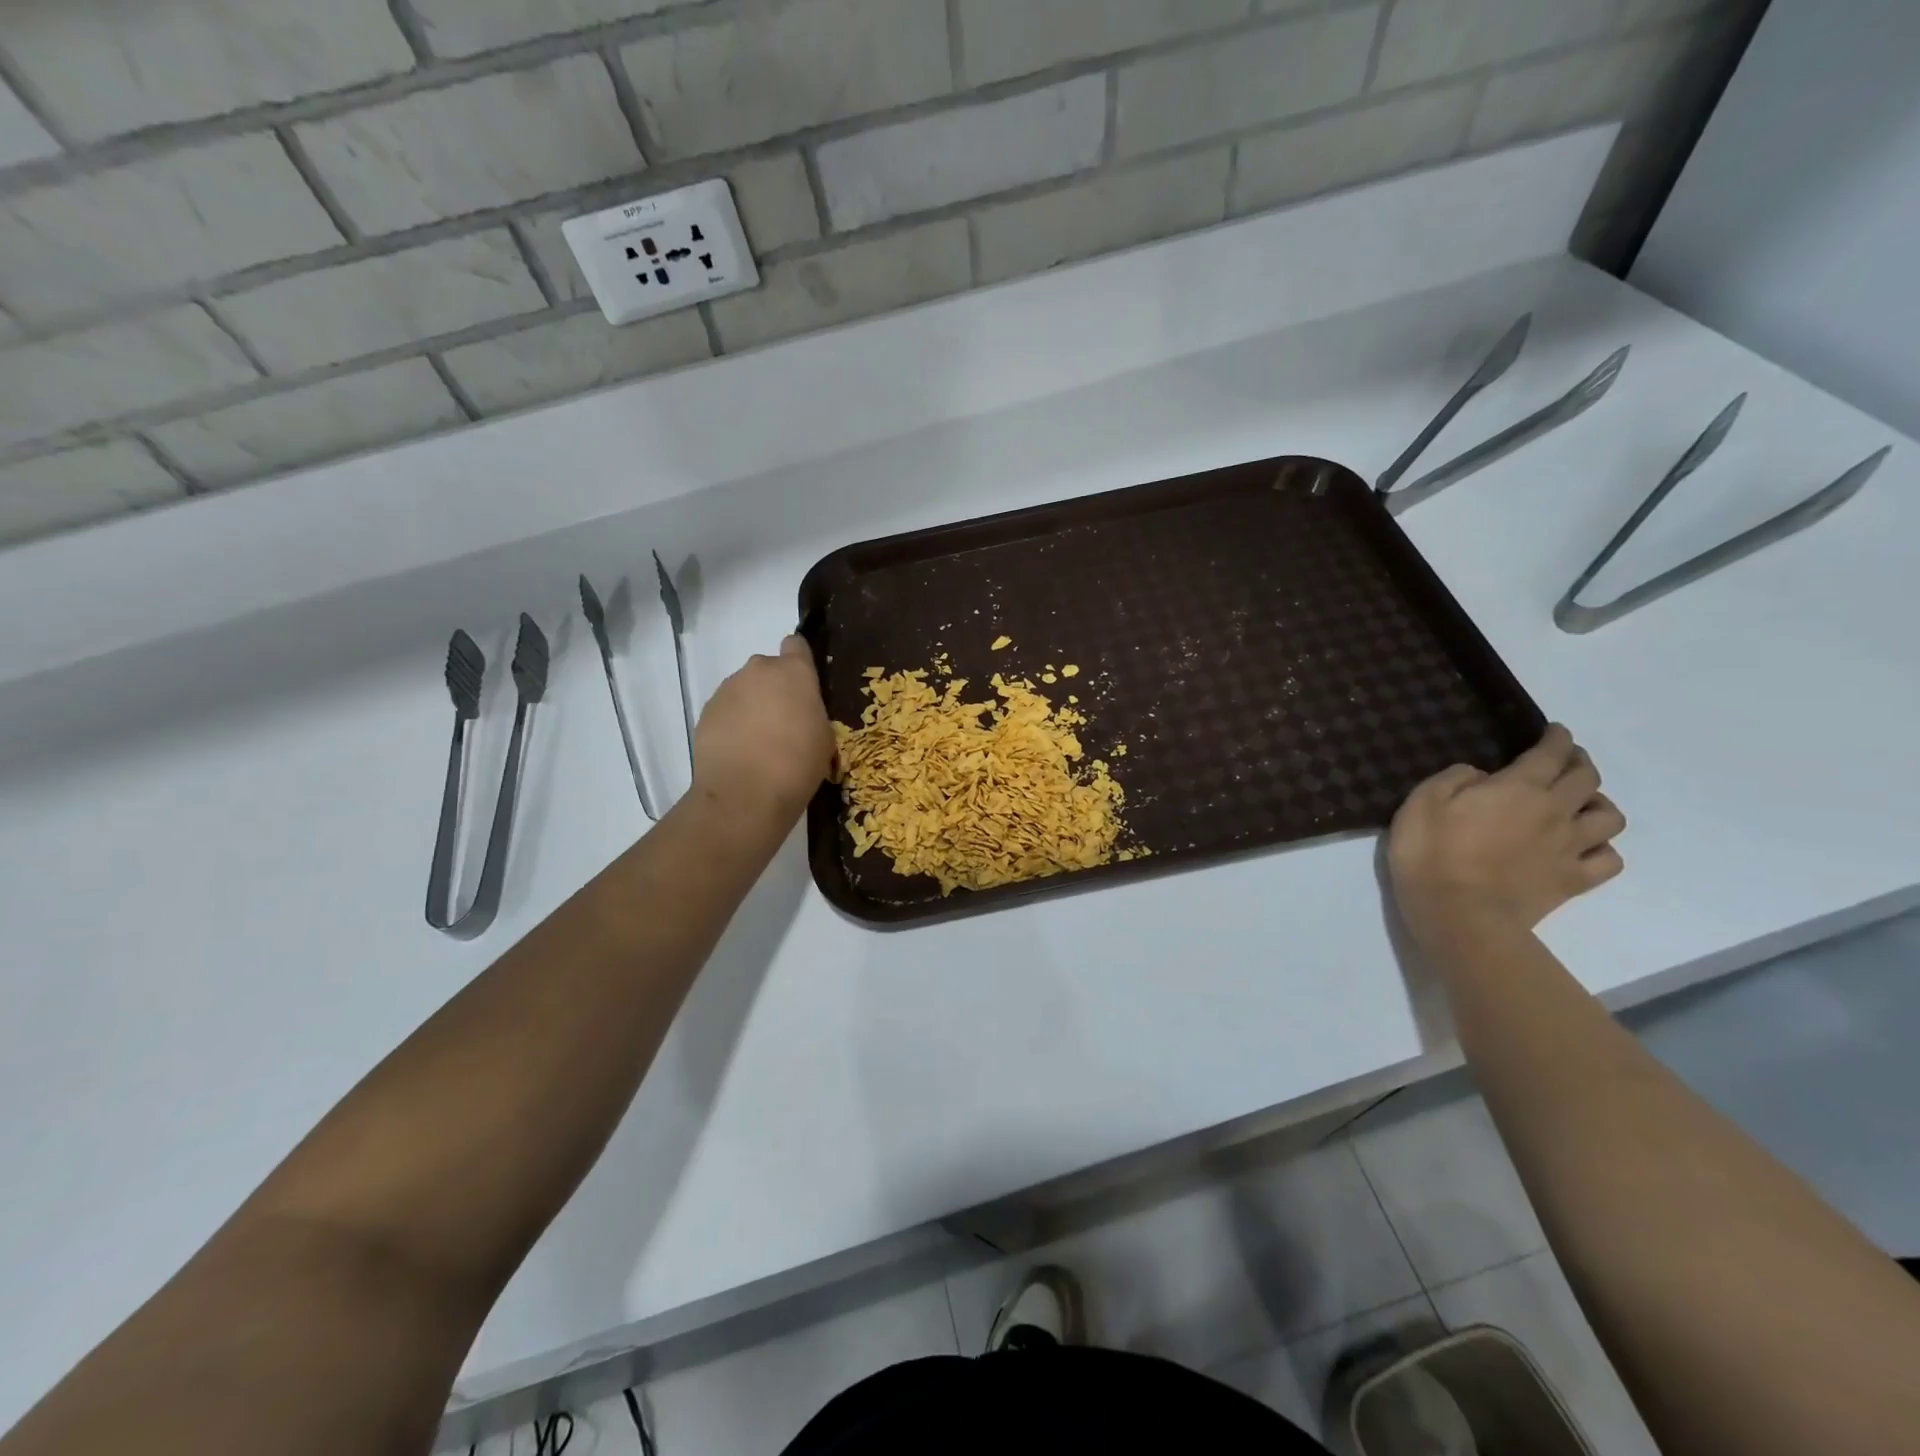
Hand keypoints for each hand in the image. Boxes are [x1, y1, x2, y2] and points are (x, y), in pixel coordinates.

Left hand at [691, 635, 834, 826]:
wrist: (744, 794)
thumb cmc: (798, 763)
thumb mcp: (824, 737)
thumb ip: (812, 712)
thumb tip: (799, 713)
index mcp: (794, 671)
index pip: (797, 645)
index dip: (800, 662)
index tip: (804, 686)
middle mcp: (758, 670)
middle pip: (768, 669)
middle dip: (774, 689)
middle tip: (783, 723)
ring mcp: (728, 689)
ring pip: (744, 689)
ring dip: (751, 706)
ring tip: (758, 743)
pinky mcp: (706, 712)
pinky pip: (725, 710)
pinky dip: (732, 725)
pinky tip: (739, 752)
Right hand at [1388, 724, 1625, 945]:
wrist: (1458, 913)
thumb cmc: (1432, 852)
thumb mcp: (1422, 801)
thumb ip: (1454, 778)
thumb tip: (1481, 776)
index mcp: (1519, 787)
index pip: (1551, 753)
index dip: (1556, 738)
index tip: (1555, 731)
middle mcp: (1555, 811)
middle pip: (1586, 778)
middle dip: (1579, 762)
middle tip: (1565, 760)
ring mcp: (1569, 848)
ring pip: (1609, 816)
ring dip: (1598, 803)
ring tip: (1581, 804)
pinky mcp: (1573, 881)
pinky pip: (1609, 860)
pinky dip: (1602, 848)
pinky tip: (1585, 847)